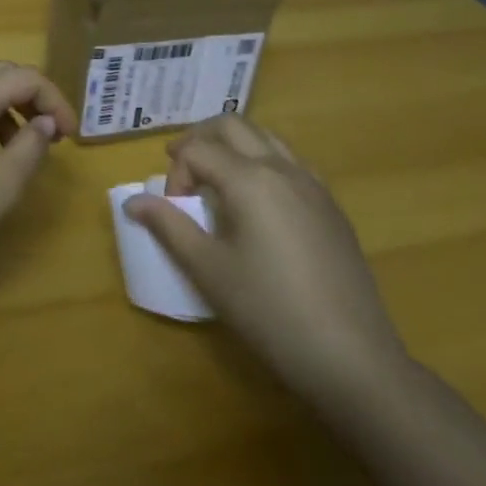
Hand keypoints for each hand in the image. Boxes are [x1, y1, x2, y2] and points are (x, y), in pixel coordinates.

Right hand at [125, 115, 406, 404]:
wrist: (353, 358)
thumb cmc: (270, 312)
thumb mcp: (209, 271)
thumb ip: (169, 227)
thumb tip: (132, 202)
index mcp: (250, 178)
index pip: (197, 150)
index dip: (175, 173)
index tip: (173, 212)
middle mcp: (282, 168)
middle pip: (232, 126)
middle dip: (200, 139)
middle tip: (182, 172)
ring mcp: (313, 185)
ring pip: (265, 138)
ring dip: (233, 146)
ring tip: (216, 181)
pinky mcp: (332, 207)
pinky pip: (290, 162)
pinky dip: (263, 162)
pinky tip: (259, 204)